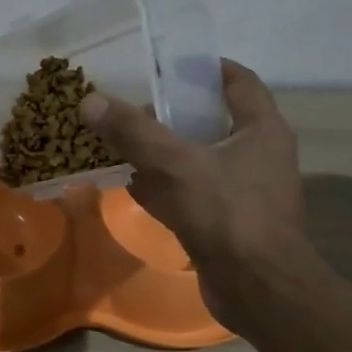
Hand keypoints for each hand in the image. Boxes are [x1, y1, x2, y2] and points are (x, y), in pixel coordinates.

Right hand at [81, 60, 308, 308]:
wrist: (257, 288)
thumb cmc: (227, 213)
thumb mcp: (175, 164)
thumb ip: (133, 131)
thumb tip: (90, 99)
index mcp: (261, 129)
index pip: (239, 81)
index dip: (206, 67)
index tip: (169, 62)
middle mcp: (259, 155)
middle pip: (215, 120)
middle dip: (175, 111)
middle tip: (135, 102)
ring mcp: (246, 191)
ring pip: (200, 159)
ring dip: (166, 151)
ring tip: (126, 140)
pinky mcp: (229, 222)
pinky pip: (194, 193)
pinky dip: (166, 187)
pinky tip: (133, 186)